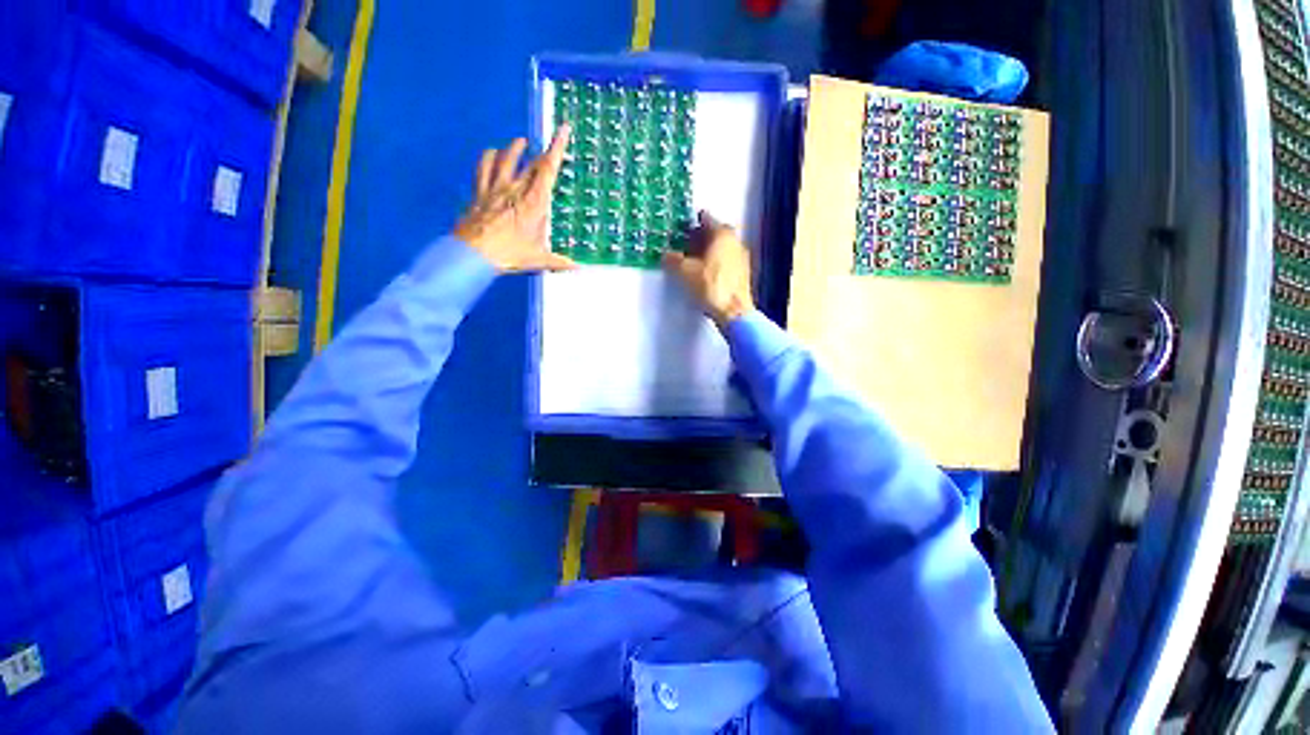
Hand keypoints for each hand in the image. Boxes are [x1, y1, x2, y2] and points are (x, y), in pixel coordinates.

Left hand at [455, 125, 576, 272]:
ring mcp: (495, 187)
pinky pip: (483, 167)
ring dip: (514, 148)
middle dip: (542, 151)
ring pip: (505, 158)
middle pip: (531, 162)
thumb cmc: (509, 254)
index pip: (548, 169)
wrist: (474, 253)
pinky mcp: (479, 191)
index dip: (557, 148)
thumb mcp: (538, 260)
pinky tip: (491, 152)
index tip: (563, 130)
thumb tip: (577, 268)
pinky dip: (488, 157)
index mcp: (534, 202)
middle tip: (549, 144)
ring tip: (520, 141)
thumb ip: (559, 262)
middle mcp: (515, 188)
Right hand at [662, 211, 755, 329]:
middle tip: (688, 241)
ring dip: (709, 249)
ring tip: (694, 258)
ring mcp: (741, 258)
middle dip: (702, 236)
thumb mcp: (685, 272)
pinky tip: (706, 272)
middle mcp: (735, 242)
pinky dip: (716, 261)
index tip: (687, 223)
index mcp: (723, 235)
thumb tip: (666, 256)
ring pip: (723, 247)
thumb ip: (674, 260)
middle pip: (717, 233)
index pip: (707, 219)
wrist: (734, 311)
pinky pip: (727, 260)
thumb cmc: (711, 286)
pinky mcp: (742, 274)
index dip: (694, 221)